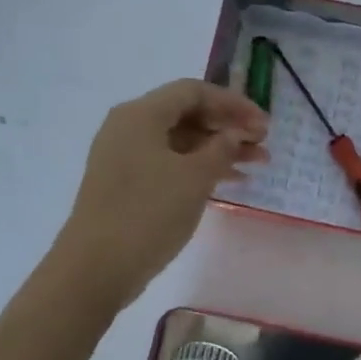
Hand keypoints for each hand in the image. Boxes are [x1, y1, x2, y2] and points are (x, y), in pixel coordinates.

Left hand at [53, 79, 268, 312]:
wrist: (96, 267)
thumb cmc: (148, 213)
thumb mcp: (194, 177)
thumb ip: (221, 148)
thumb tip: (234, 133)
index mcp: (141, 114)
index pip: (194, 91)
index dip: (234, 103)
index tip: (264, 124)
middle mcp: (129, 127)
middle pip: (187, 114)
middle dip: (228, 126)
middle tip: (263, 145)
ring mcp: (124, 156)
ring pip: (181, 140)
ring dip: (219, 149)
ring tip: (257, 164)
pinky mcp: (125, 183)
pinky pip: (169, 162)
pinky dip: (199, 167)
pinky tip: (228, 182)